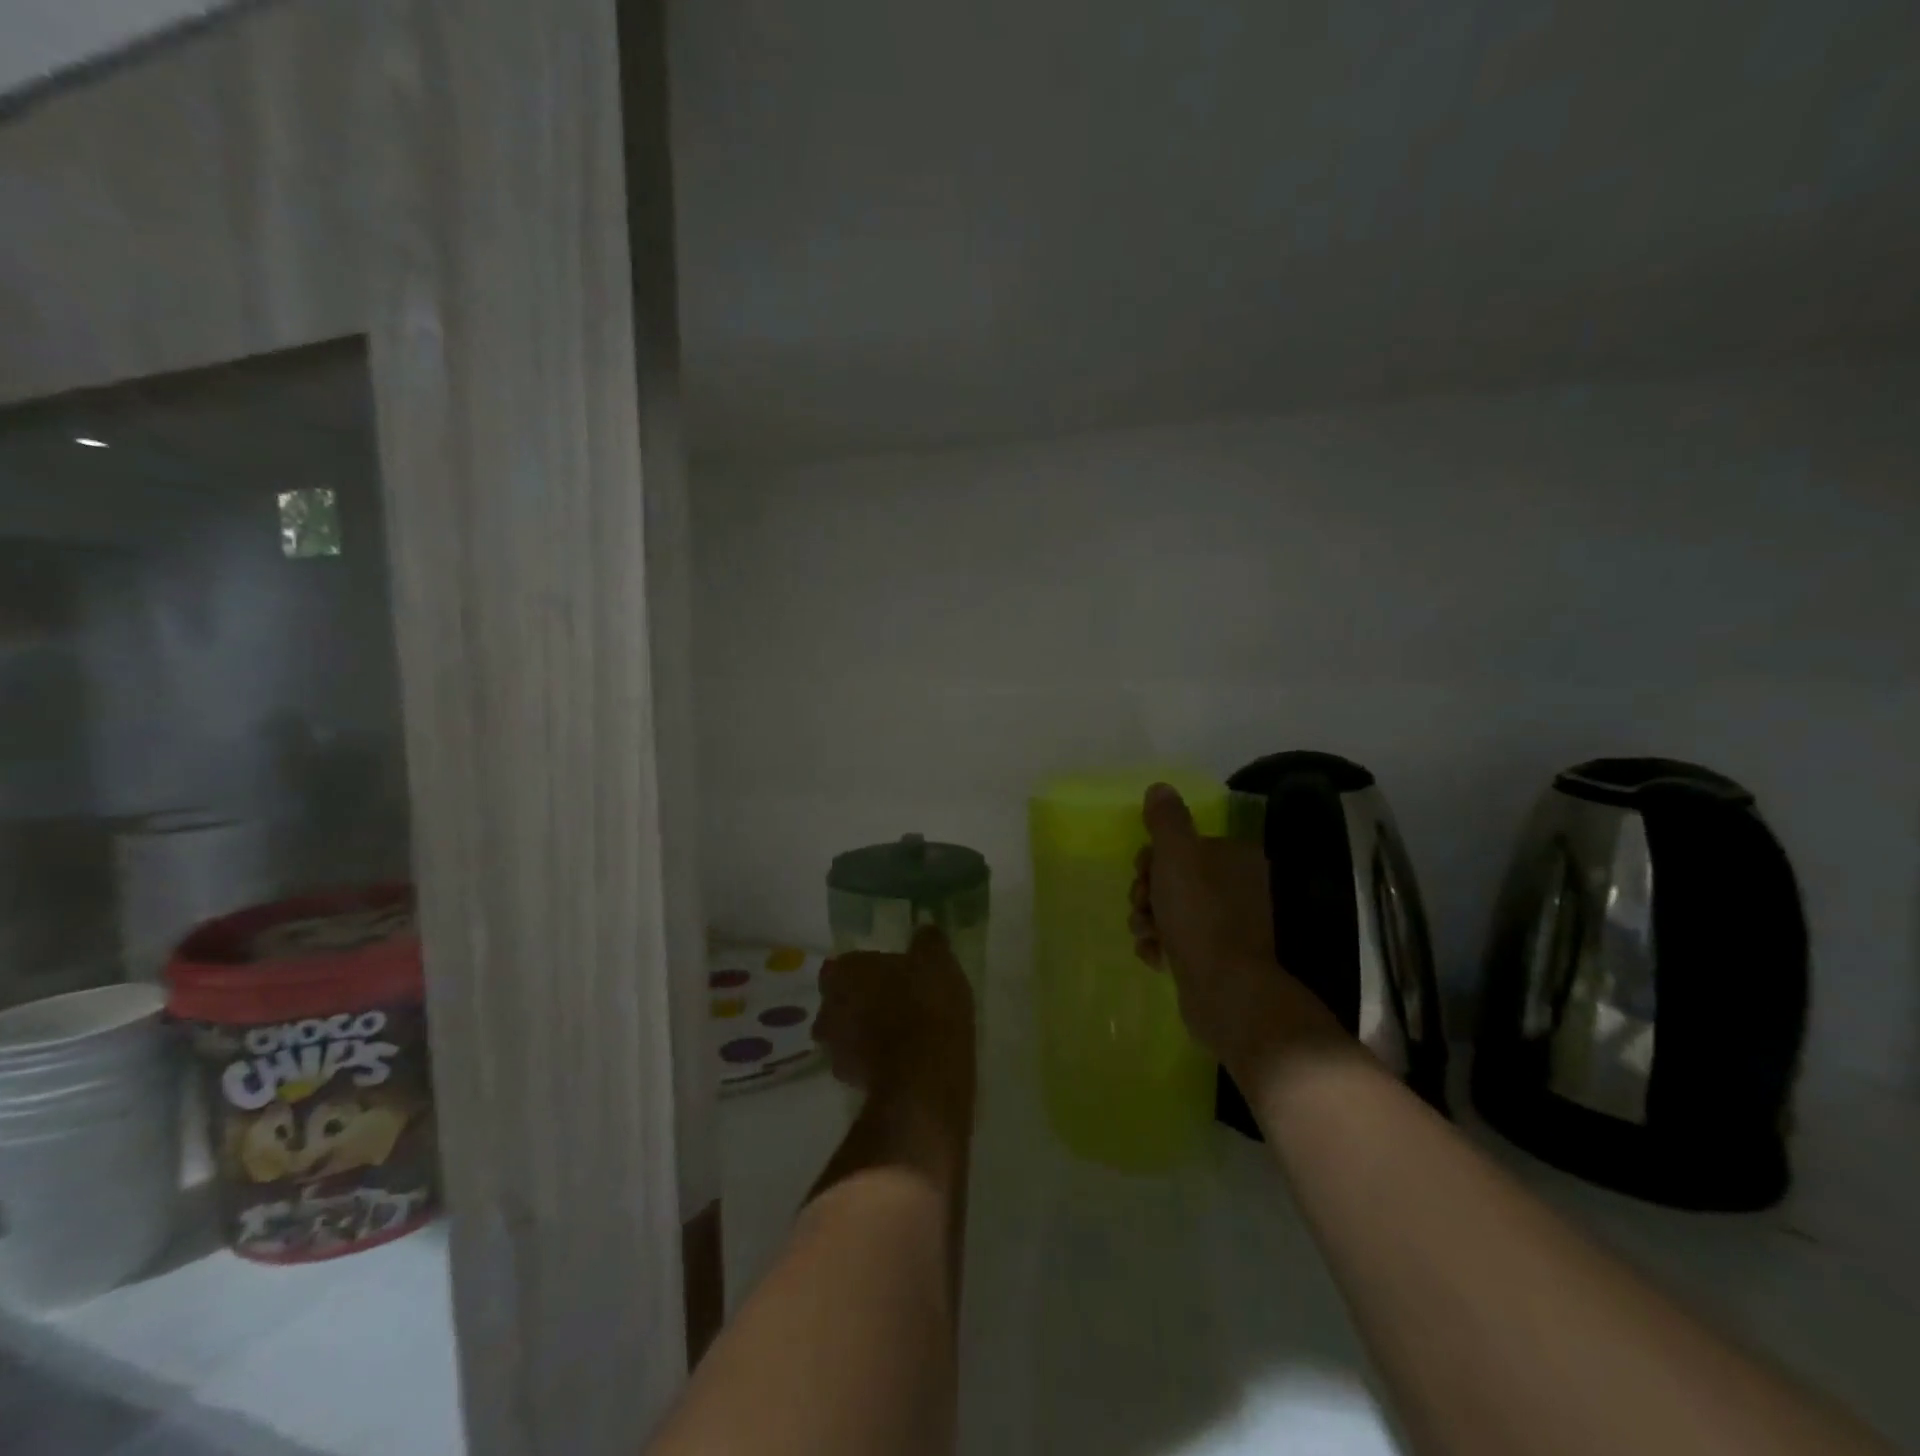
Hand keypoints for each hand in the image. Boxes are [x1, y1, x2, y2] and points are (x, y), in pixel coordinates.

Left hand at [814, 926, 975, 1114]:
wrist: (925, 1076)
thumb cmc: (926, 1005)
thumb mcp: (938, 961)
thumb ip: (928, 942)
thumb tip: (925, 929)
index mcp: (844, 973)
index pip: (840, 965)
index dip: (861, 969)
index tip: (883, 973)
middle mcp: (829, 1009)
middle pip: (837, 1001)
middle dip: (856, 1001)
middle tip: (888, 1001)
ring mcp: (835, 1049)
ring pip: (844, 1034)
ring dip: (863, 1033)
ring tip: (897, 1033)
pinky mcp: (850, 1083)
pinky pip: (860, 1064)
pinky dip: (874, 1061)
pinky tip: (900, 1060)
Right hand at [1129, 783, 1343, 1072]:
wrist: (1225, 990)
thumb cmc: (1201, 913)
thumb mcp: (1177, 854)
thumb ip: (1166, 819)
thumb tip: (1161, 788)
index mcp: (1236, 858)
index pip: (1185, 844)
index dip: (1155, 855)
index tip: (1143, 870)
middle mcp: (1238, 888)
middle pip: (1174, 877)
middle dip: (1148, 891)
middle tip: (1143, 904)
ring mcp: (1228, 926)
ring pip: (1171, 911)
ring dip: (1148, 919)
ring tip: (1147, 934)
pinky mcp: (1216, 959)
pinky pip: (1177, 942)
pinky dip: (1160, 946)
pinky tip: (1155, 956)